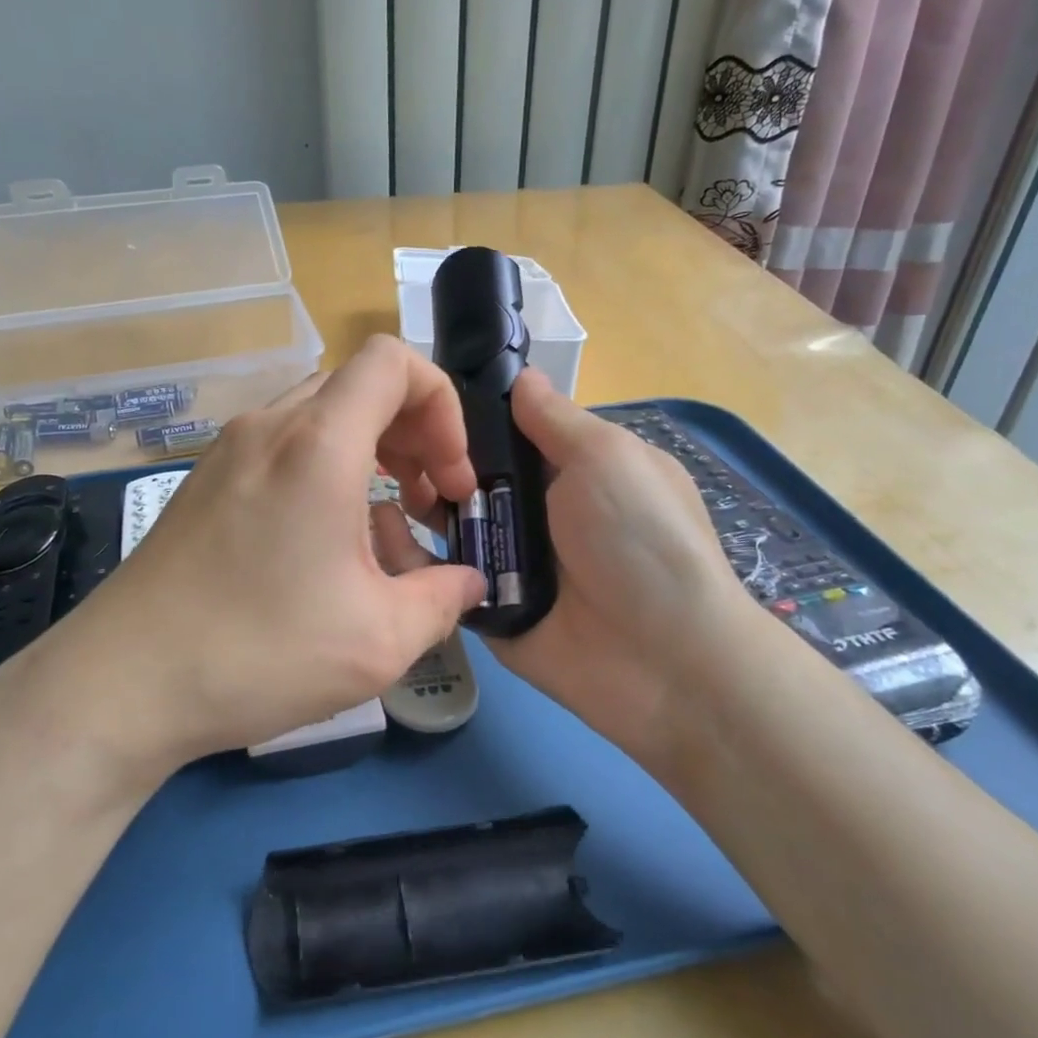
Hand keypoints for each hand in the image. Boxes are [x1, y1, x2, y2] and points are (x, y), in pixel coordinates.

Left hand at [10, 336, 487, 786]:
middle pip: (360, 386)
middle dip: (413, 433)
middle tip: (429, 502)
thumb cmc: (259, 652)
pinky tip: (326, 541)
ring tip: (386, 523)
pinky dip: (325, 469)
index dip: (441, 404)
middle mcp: (270, 427)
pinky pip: (284, 446)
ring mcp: (230, 450)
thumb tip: (470, 581)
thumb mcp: (380, 640)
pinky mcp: (206, 480)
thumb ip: (444, 599)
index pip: (393, 361)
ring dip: (370, 452)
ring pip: (322, 416)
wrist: (124, 682)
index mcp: (319, 444)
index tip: (449, 475)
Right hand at [384, 369, 767, 759]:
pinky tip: (378, 533)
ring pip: (452, 523)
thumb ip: (556, 419)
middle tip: (386, 449)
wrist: (663, 660)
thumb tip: (521, 377)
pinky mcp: (489, 605)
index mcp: (573, 469)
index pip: (508, 432)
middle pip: (471, 476)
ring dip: (418, 505)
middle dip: (432, 461)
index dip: (467, 415)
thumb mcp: (608, 458)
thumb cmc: (640, 538)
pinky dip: (413, 558)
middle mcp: (539, 511)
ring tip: (374, 489)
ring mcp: (511, 561)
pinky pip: (445, 575)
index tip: (417, 398)